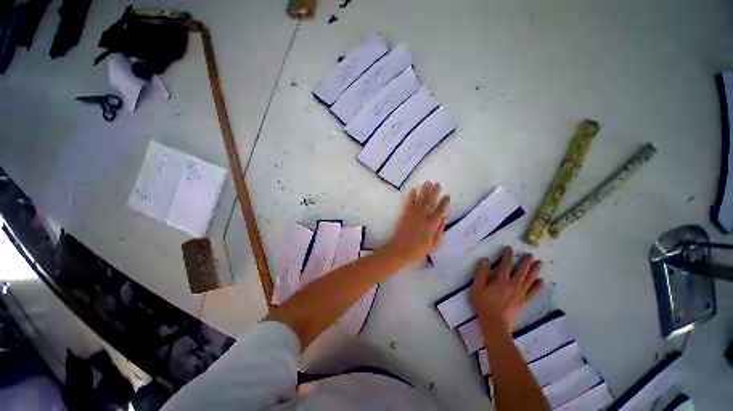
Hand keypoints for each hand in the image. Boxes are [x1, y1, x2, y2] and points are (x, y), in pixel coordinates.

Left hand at [384, 181, 449, 262]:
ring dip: (424, 191)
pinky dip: (411, 196)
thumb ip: (440, 232)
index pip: (440, 211)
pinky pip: (409, 203)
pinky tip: (413, 190)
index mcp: (431, 225)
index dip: (444, 203)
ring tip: (428, 183)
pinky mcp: (405, 214)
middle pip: (430, 202)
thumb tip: (444, 218)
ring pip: (420, 200)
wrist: (400, 248)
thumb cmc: (418, 249)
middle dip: (434, 192)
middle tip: (437, 184)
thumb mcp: (433, 245)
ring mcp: (413, 214)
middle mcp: (423, 217)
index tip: (447, 196)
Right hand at [470, 247, 543, 331]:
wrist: (495, 323)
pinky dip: (538, 286)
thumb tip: (485, 260)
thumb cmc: (483, 304)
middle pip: (521, 271)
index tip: (509, 248)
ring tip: (539, 263)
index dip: (507, 256)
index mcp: (501, 280)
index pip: (505, 265)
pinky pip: (533, 293)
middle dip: (526, 262)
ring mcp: (520, 294)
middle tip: (531, 254)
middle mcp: (513, 285)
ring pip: (529, 280)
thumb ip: (481, 273)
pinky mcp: (524, 302)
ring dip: (535, 271)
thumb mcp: (477, 288)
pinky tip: (541, 281)